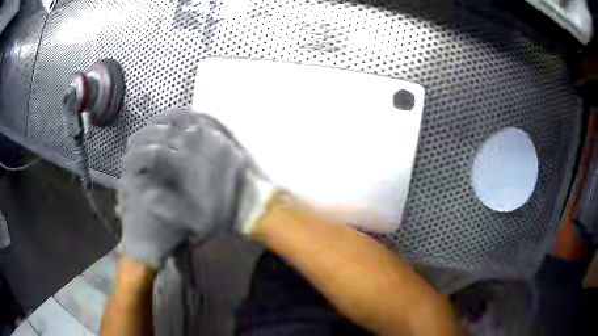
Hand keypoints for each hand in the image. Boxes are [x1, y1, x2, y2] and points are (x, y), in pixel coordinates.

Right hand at [117, 108, 252, 267]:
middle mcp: (197, 145)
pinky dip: (185, 115)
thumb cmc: (222, 214)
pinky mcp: (223, 132)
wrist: (254, 204)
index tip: (130, 161)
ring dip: (162, 121)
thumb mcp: (193, 221)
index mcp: (187, 166)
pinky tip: (178, 119)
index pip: (154, 153)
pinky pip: (201, 115)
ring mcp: (210, 134)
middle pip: (163, 132)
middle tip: (135, 141)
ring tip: (152, 126)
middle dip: (144, 136)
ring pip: (180, 118)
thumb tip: (145, 194)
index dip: (138, 157)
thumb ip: (166, 208)